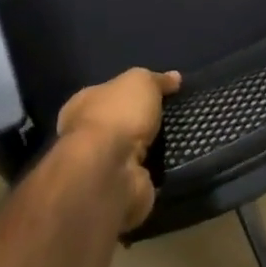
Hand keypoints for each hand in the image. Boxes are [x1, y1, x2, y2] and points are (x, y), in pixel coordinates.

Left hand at [56, 67, 181, 232]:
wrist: (110, 171)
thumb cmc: (118, 115)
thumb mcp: (141, 82)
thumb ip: (157, 80)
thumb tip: (174, 78)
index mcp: (83, 104)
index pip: (107, 93)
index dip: (130, 92)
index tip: (158, 93)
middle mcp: (87, 135)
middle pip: (120, 124)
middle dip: (143, 123)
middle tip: (174, 117)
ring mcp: (102, 165)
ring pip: (133, 152)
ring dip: (153, 150)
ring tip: (181, 139)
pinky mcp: (119, 189)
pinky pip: (144, 175)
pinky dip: (158, 172)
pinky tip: (177, 164)